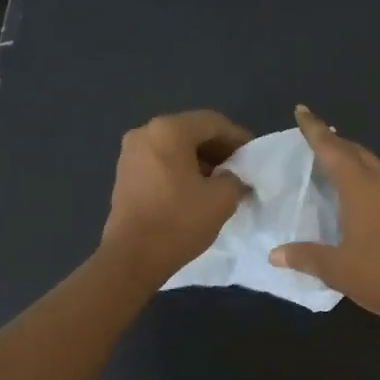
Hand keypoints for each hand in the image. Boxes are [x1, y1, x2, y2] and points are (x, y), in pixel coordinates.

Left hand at [101, 110, 252, 282]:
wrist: (132, 257)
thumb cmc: (179, 222)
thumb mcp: (222, 199)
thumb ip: (236, 179)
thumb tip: (234, 178)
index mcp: (169, 130)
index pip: (213, 123)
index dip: (238, 137)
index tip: (254, 155)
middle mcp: (146, 132)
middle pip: (191, 131)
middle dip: (218, 148)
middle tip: (240, 168)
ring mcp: (131, 152)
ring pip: (175, 147)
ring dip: (200, 160)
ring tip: (221, 181)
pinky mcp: (125, 173)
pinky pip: (161, 161)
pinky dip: (181, 169)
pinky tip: (196, 189)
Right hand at [271, 105, 379, 330]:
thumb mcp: (337, 269)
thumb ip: (305, 257)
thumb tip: (275, 254)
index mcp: (361, 187)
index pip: (332, 149)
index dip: (315, 130)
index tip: (302, 111)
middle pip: (356, 152)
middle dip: (334, 142)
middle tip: (313, 139)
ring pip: (373, 165)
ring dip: (353, 159)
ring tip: (333, 163)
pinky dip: (366, 178)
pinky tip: (359, 194)